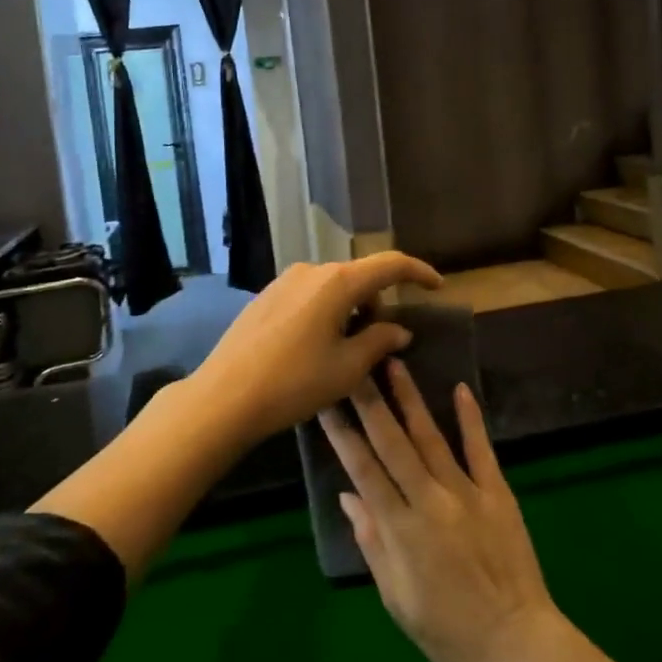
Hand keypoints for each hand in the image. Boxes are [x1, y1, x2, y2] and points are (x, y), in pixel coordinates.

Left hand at [187, 254, 440, 443]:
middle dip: (378, 304)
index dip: (419, 272)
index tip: (437, 286)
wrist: (224, 396)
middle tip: (380, 343)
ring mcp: (285, 281)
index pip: (390, 265)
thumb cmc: (294, 382)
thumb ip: (380, 342)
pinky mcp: (266, 296)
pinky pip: (309, 295)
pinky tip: (314, 348)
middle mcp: (312, 270)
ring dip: (351, 310)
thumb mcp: (347, 369)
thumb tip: (399, 331)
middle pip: (360, 277)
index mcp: (338, 282)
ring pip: (333, 287)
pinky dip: (326, 312)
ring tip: (344, 352)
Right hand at [321, 359, 562, 661]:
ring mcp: (466, 492)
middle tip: (353, 365)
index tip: (325, 402)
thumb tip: (347, 495)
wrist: (518, 643)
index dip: (342, 434)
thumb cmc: (449, 631)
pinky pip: (481, 449)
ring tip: (394, 364)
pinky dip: (471, 418)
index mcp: (401, 529)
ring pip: (431, 437)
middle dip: (369, 402)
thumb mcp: (397, 599)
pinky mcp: (497, 492)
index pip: (363, 470)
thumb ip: (372, 543)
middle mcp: (430, 500)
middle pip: (393, 443)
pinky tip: (460, 389)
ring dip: (410, 399)